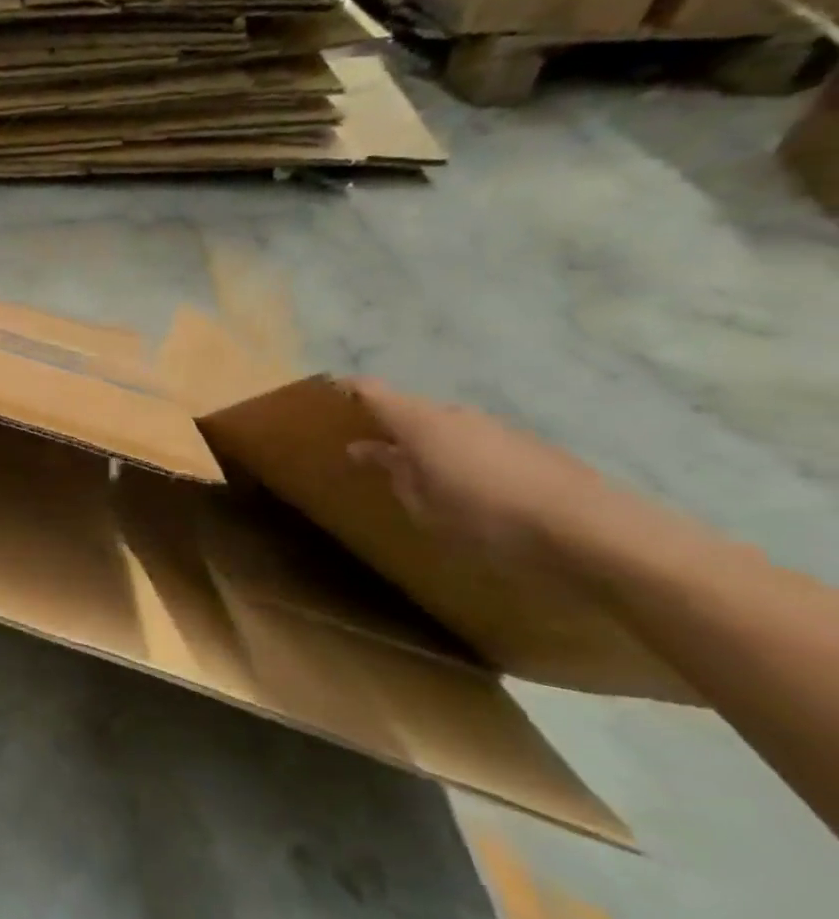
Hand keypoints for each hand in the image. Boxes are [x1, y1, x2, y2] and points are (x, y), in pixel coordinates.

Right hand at [343, 378, 627, 558]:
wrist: (588, 529)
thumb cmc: (484, 517)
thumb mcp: (423, 505)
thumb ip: (395, 473)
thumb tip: (368, 450)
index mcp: (420, 423)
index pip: (372, 391)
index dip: (349, 389)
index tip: (329, 393)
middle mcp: (455, 414)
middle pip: (412, 409)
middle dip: (391, 425)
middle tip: (372, 449)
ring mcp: (496, 427)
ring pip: (448, 427)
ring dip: (430, 444)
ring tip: (420, 474)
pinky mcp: (528, 446)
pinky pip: (478, 444)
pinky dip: (463, 457)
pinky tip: (468, 488)